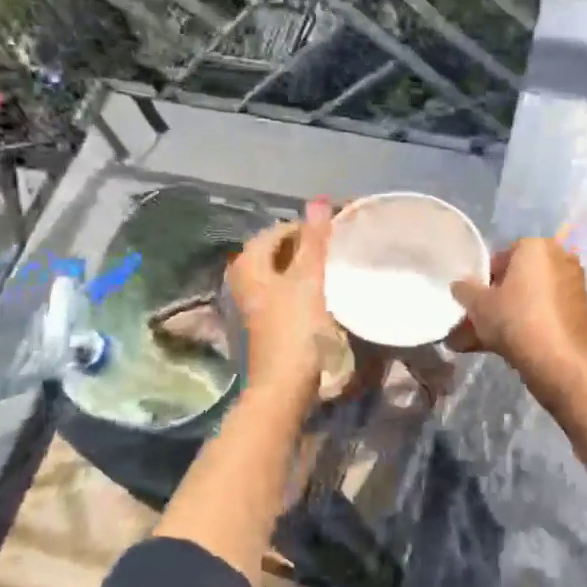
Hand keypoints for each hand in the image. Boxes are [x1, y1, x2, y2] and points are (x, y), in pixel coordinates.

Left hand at [226, 198, 334, 404]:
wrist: (284, 387)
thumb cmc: (295, 329)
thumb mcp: (308, 279)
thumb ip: (314, 240)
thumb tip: (318, 199)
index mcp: (248, 264)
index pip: (281, 230)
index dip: (311, 227)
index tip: (341, 231)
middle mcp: (243, 279)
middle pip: (281, 251)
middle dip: (310, 246)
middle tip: (342, 248)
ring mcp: (253, 304)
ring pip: (285, 273)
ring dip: (309, 268)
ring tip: (339, 267)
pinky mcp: (266, 323)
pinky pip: (287, 293)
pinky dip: (305, 288)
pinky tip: (327, 293)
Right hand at [448, 238, 586, 390]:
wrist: (561, 363)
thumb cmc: (515, 321)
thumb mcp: (478, 305)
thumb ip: (465, 290)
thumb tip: (460, 285)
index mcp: (537, 247)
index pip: (503, 256)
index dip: (484, 279)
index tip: (474, 300)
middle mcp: (561, 259)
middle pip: (519, 280)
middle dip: (496, 302)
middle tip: (476, 323)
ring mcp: (576, 288)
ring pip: (531, 301)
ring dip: (508, 318)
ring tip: (482, 343)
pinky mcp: (583, 314)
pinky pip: (547, 315)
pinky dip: (529, 327)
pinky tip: (509, 349)